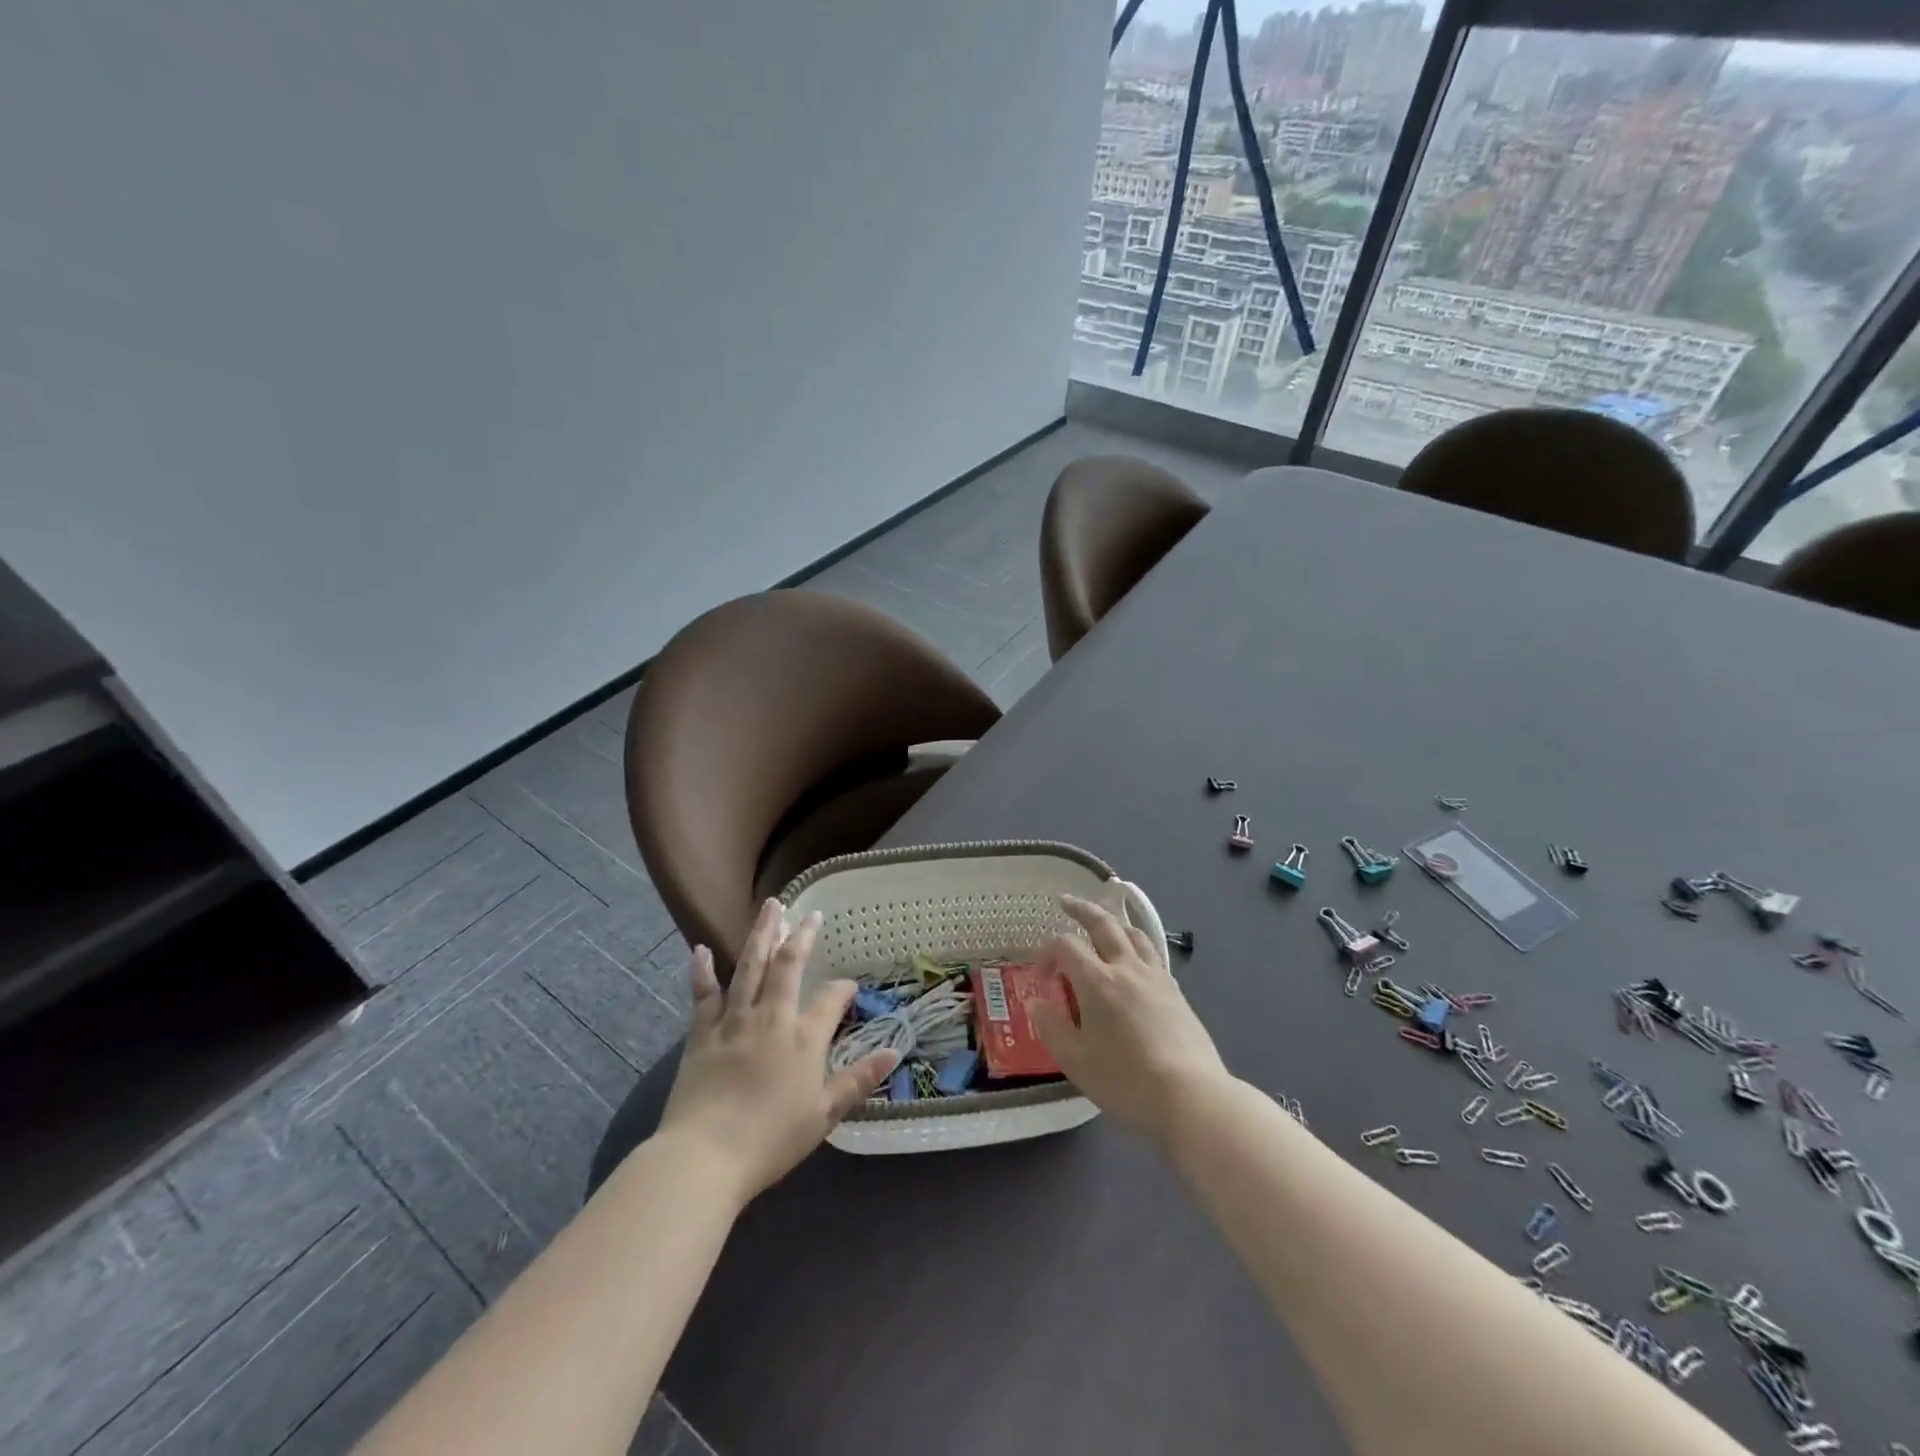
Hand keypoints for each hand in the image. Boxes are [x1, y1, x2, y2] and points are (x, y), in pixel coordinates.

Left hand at [657, 900, 896, 1203]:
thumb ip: (859, 1079)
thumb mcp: (825, 1114)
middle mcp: (771, 1017)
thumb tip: (894, 1051)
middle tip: (809, 913)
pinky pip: (703, 994)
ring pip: (750, 967)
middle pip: (788, 966)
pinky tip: (699, 949)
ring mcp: (733, 1020)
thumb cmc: (771, 1139)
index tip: (850, 986)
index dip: (843, 988)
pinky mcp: (701, 1033)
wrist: (705, 1156)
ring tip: (771, 906)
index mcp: (804, 1037)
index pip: (830, 999)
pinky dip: (701, 971)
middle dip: (801, 937)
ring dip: (761, 934)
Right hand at [1030, 894, 1229, 1146]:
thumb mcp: (1076, 1062)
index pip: (1066, 946)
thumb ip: (1052, 1029)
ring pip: (1134, 934)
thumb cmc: (1126, 1081)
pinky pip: (1153, 954)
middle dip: (1081, 909)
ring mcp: (1156, 978)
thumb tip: (1037, 1004)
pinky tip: (1134, 959)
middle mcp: (1127, 969)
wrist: (1190, 1097)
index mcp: (1098, 981)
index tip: (1041, 979)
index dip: (1047, 954)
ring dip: (1114, 922)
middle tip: (1066, 902)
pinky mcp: (1176, 992)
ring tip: (1104, 923)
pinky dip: (1136, 945)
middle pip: (1103, 924)